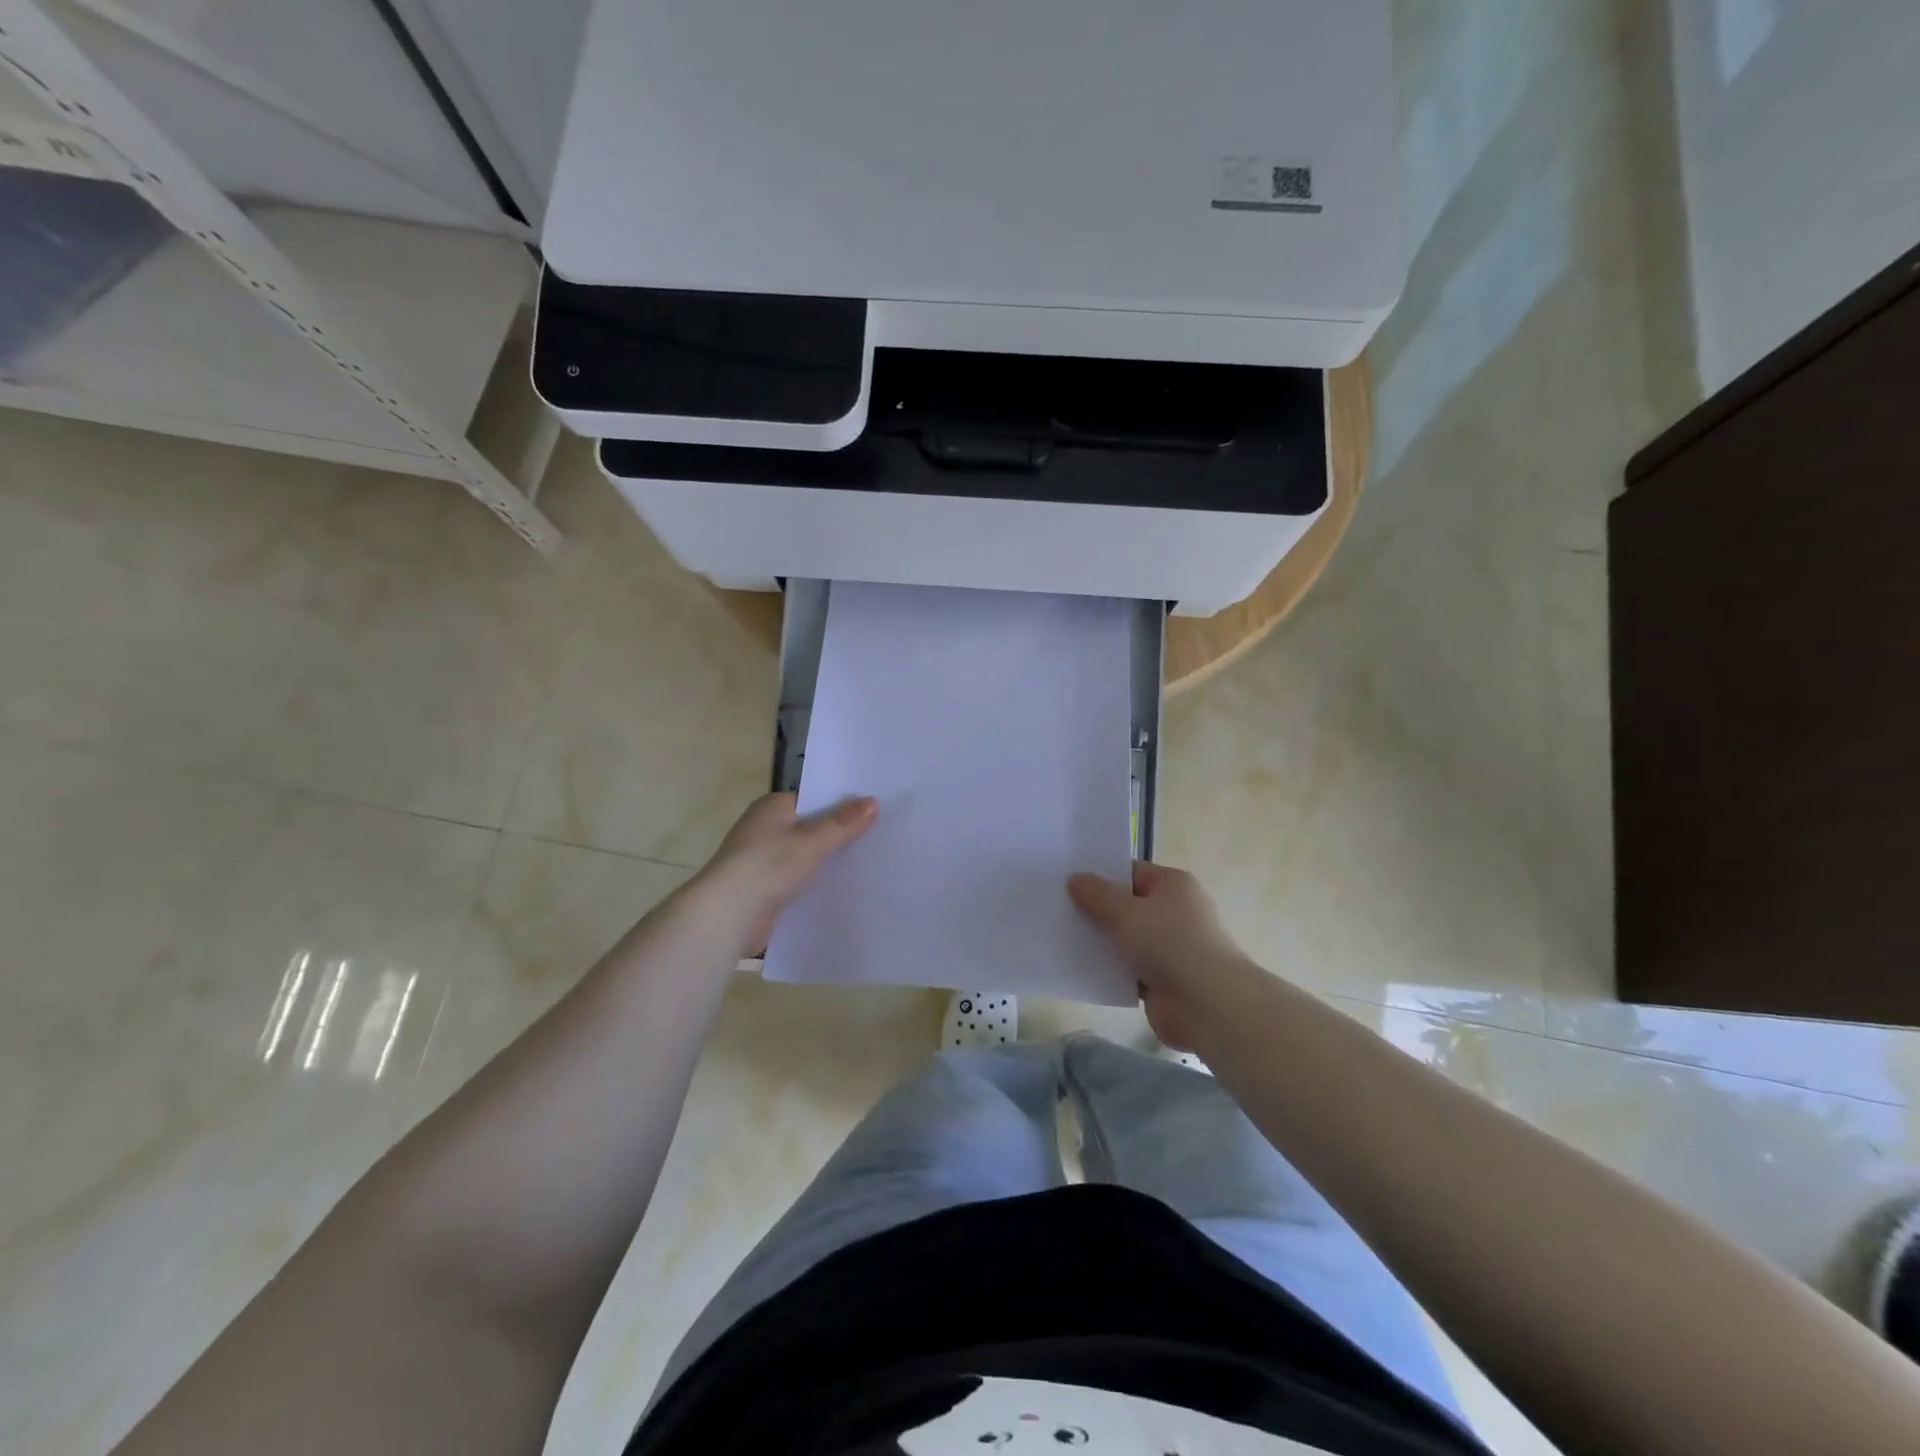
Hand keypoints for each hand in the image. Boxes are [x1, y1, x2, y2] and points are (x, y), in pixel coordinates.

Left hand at [696, 792, 877, 952]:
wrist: (729, 914)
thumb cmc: (769, 865)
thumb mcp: (813, 841)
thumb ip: (844, 823)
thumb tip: (873, 801)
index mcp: (772, 808)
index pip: (813, 800)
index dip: (841, 807)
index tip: (872, 814)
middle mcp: (764, 829)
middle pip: (810, 828)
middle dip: (837, 836)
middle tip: (877, 840)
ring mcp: (761, 860)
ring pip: (804, 857)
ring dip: (826, 863)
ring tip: (867, 866)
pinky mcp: (763, 889)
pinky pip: (797, 881)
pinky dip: (814, 885)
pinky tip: (840, 891)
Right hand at [1067, 863, 1258, 1051]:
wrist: (1207, 1004)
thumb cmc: (1168, 943)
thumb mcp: (1125, 912)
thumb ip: (1096, 895)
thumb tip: (1075, 878)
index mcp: (1172, 885)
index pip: (1130, 872)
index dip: (1100, 876)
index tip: (1068, 883)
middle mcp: (1175, 911)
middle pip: (1128, 905)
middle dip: (1097, 910)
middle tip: (1058, 911)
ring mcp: (1171, 947)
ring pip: (1127, 939)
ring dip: (1102, 942)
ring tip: (1062, 939)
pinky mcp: (1165, 979)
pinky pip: (1130, 968)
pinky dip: (1112, 970)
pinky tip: (1082, 970)